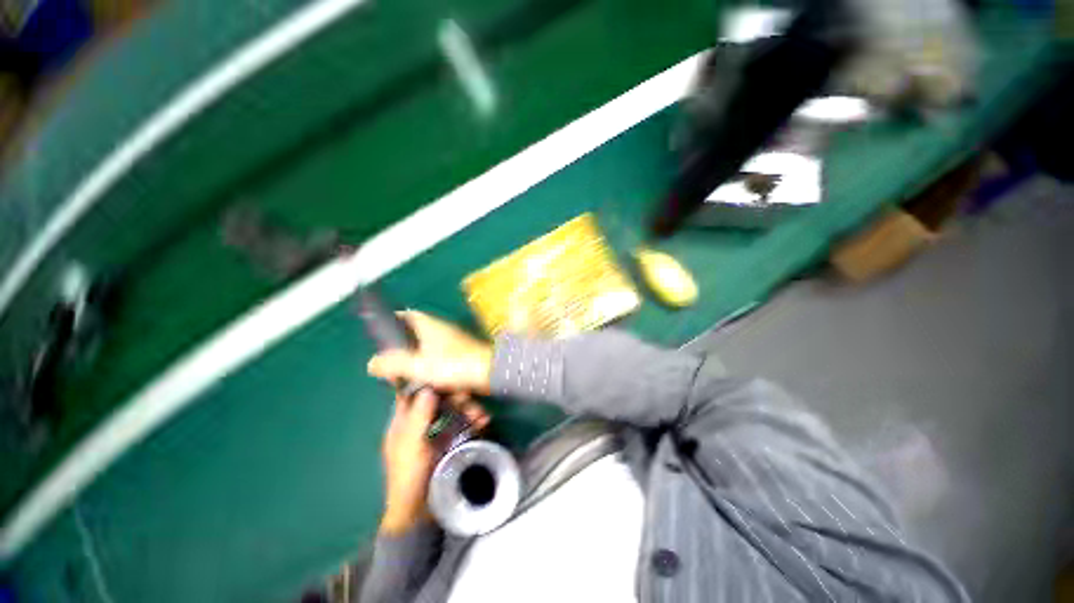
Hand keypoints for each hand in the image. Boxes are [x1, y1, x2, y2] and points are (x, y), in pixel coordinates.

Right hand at [368, 311, 493, 394]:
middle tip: (390, 362)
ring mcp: (452, 342)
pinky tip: (424, 381)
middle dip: (402, 346)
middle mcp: (441, 330)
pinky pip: (438, 357)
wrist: (489, 372)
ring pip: (427, 347)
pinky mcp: (460, 354)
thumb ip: (393, 364)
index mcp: (430, 325)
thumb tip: (372, 363)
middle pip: (415, 333)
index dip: (393, 321)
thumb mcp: (418, 366)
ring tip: (403, 375)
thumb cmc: (454, 365)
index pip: (407, 315)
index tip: (381, 336)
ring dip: (415, 358)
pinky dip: (429, 366)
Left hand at [379, 389, 488, 534]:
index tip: (448, 375)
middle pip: (438, 400)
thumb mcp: (411, 446)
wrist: (419, 513)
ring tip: (482, 414)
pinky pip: (462, 424)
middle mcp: (419, 423)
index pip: (413, 393)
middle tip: (471, 398)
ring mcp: (436, 432)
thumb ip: (418, 417)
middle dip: (456, 397)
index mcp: (403, 422)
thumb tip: (428, 387)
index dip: (428, 382)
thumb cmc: (409, 478)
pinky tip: (484, 422)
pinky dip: (473, 421)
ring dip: (468, 409)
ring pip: (453, 411)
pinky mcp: (449, 441)